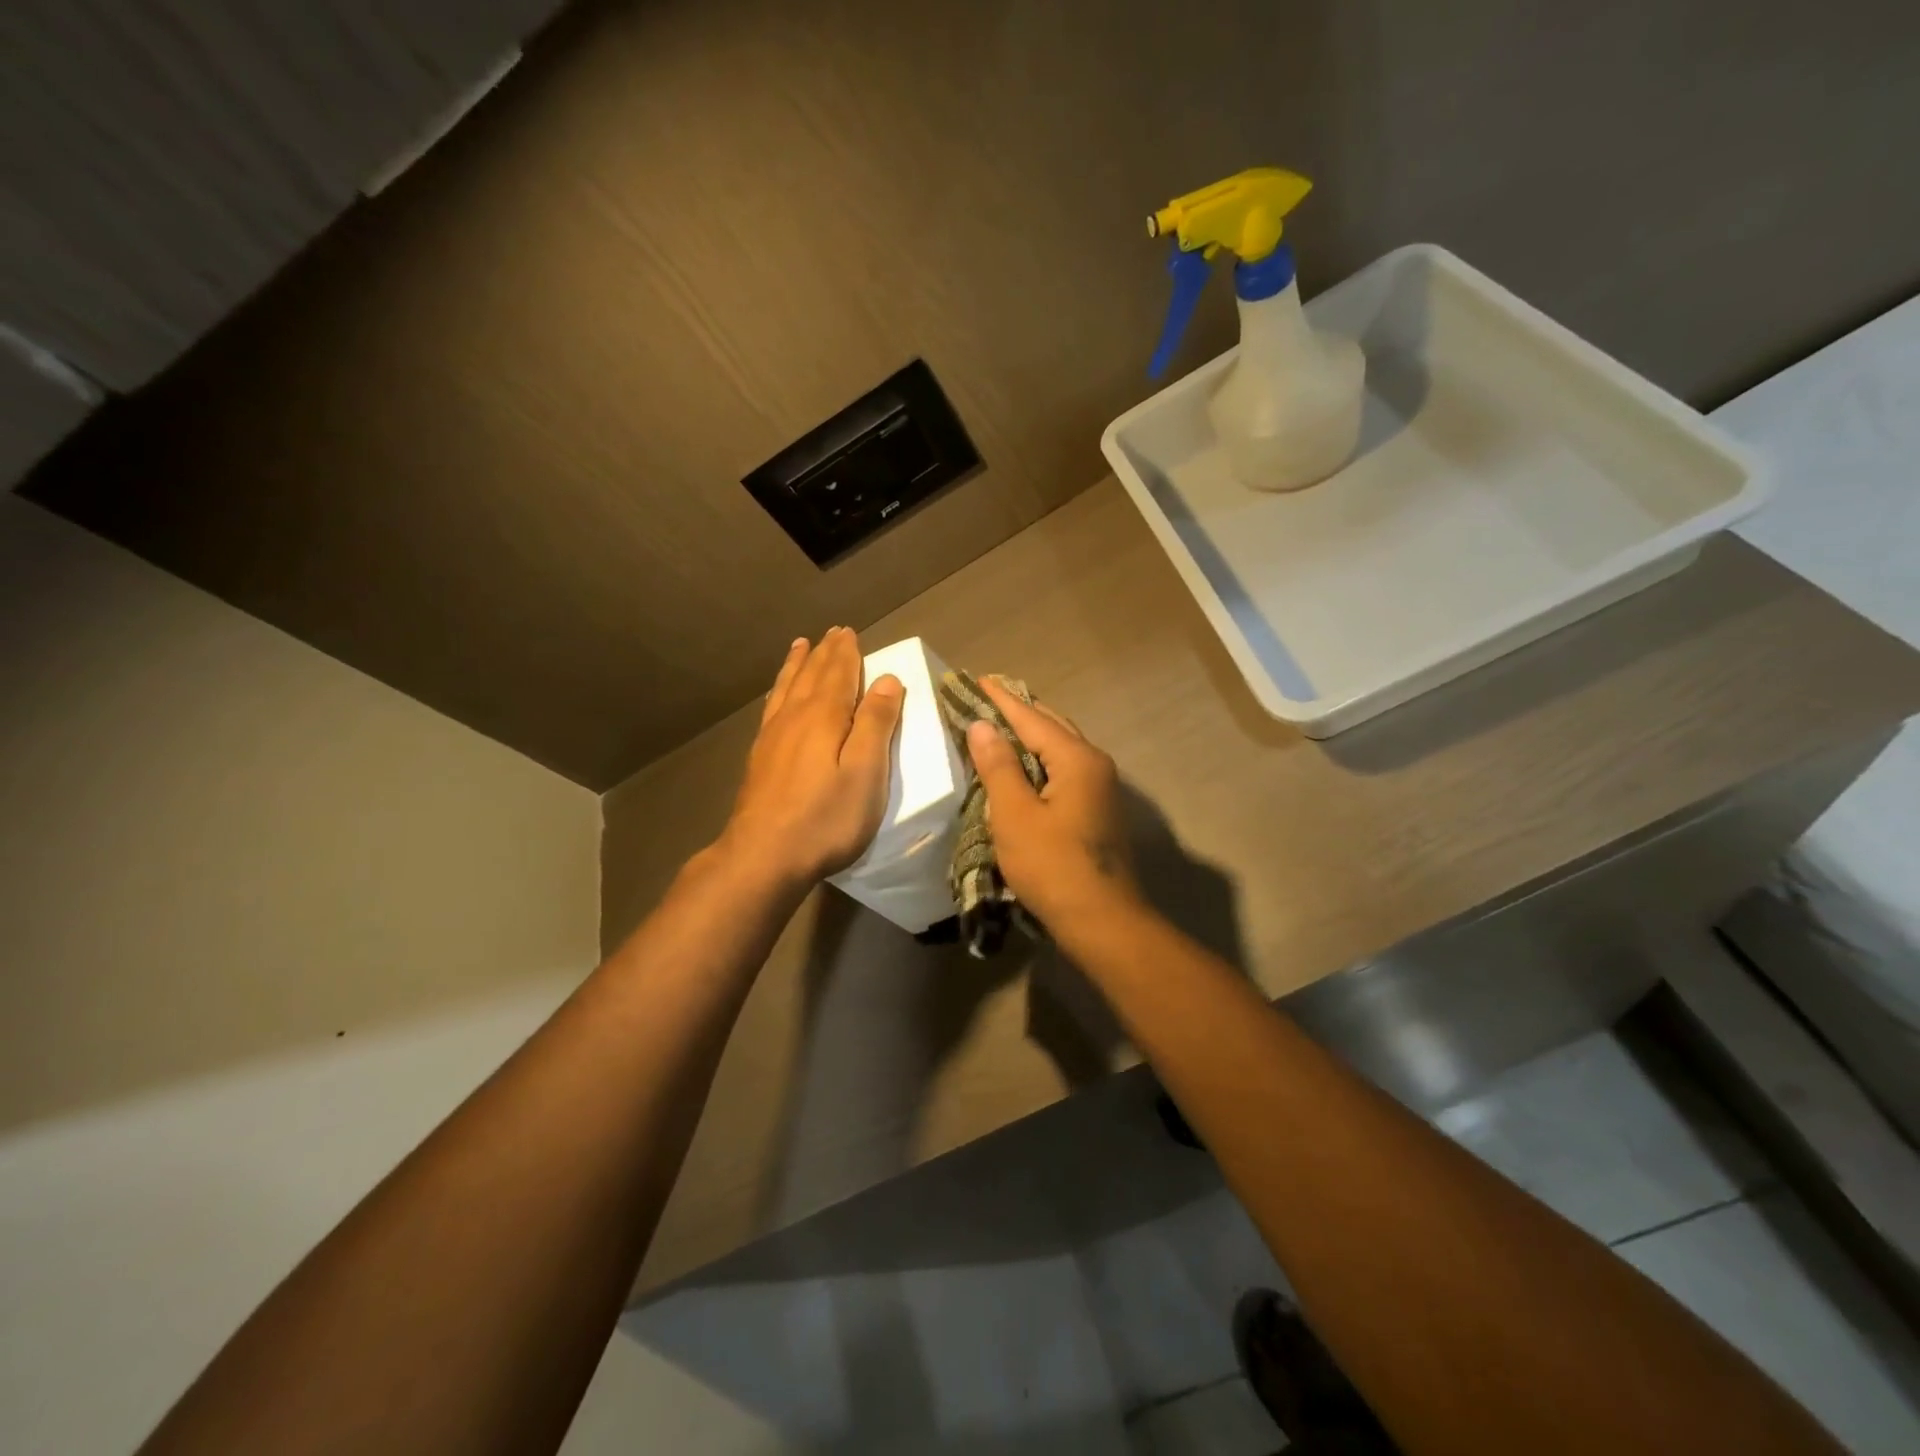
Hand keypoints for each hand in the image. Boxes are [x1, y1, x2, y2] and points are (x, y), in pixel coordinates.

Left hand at [715, 628, 903, 888]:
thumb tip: (887, 679)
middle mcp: (795, 717)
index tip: (850, 632)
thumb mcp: (865, 773)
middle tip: (832, 632)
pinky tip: (778, 695)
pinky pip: (772, 707)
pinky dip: (779, 690)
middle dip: (825, 653)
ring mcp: (772, 736)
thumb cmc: (825, 818)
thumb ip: (876, 724)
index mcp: (825, 717)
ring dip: (798, 664)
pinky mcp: (760, 757)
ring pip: (788, 687)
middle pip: (812, 675)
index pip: (839, 674)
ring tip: (801, 646)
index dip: (847, 653)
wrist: (763, 855)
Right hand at [964, 680, 1138, 928]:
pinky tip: (1022, 766)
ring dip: (1030, 735)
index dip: (1001, 699)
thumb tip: (983, 726)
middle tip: (986, 697)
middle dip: (1018, 711)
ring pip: (1060, 748)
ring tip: (1000, 724)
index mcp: (1077, 759)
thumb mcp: (1015, 815)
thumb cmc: (1053, 866)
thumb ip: (998, 767)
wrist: (1102, 920)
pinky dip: (1039, 759)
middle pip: (1052, 726)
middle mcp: (1094, 764)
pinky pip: (1064, 769)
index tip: (977, 678)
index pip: (1032, 717)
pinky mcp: (1096, 810)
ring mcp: (1100, 788)